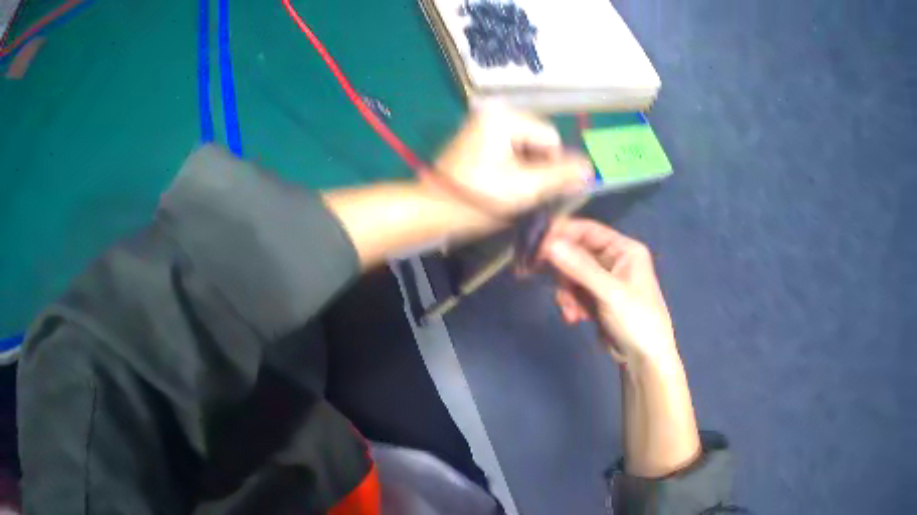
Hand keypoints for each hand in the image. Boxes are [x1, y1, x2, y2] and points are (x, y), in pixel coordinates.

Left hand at [431, 105, 592, 218]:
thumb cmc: (479, 198)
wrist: (434, 209)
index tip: (534, 187)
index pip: (550, 137)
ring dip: (526, 166)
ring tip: (509, 187)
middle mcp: (494, 112)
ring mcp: (484, 123)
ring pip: (527, 145)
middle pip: (539, 138)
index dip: (550, 165)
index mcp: (504, 117)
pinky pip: (511, 147)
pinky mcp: (478, 136)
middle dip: (537, 164)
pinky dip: (512, 164)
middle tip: (520, 189)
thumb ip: (561, 175)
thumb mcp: (525, 188)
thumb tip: (590, 167)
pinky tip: (500, 181)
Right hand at [540, 218, 676, 364]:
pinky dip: (570, 303)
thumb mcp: (609, 293)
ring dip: (566, 293)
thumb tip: (549, 244)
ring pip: (571, 275)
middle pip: (576, 253)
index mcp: (624, 249)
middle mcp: (614, 260)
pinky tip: (575, 318)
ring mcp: (604, 280)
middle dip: (561, 271)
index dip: (561, 235)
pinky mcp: (596, 299)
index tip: (536, 245)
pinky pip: (574, 292)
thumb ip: (580, 268)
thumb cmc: (636, 320)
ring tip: (571, 312)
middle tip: (536, 275)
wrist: (644, 360)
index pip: (587, 231)